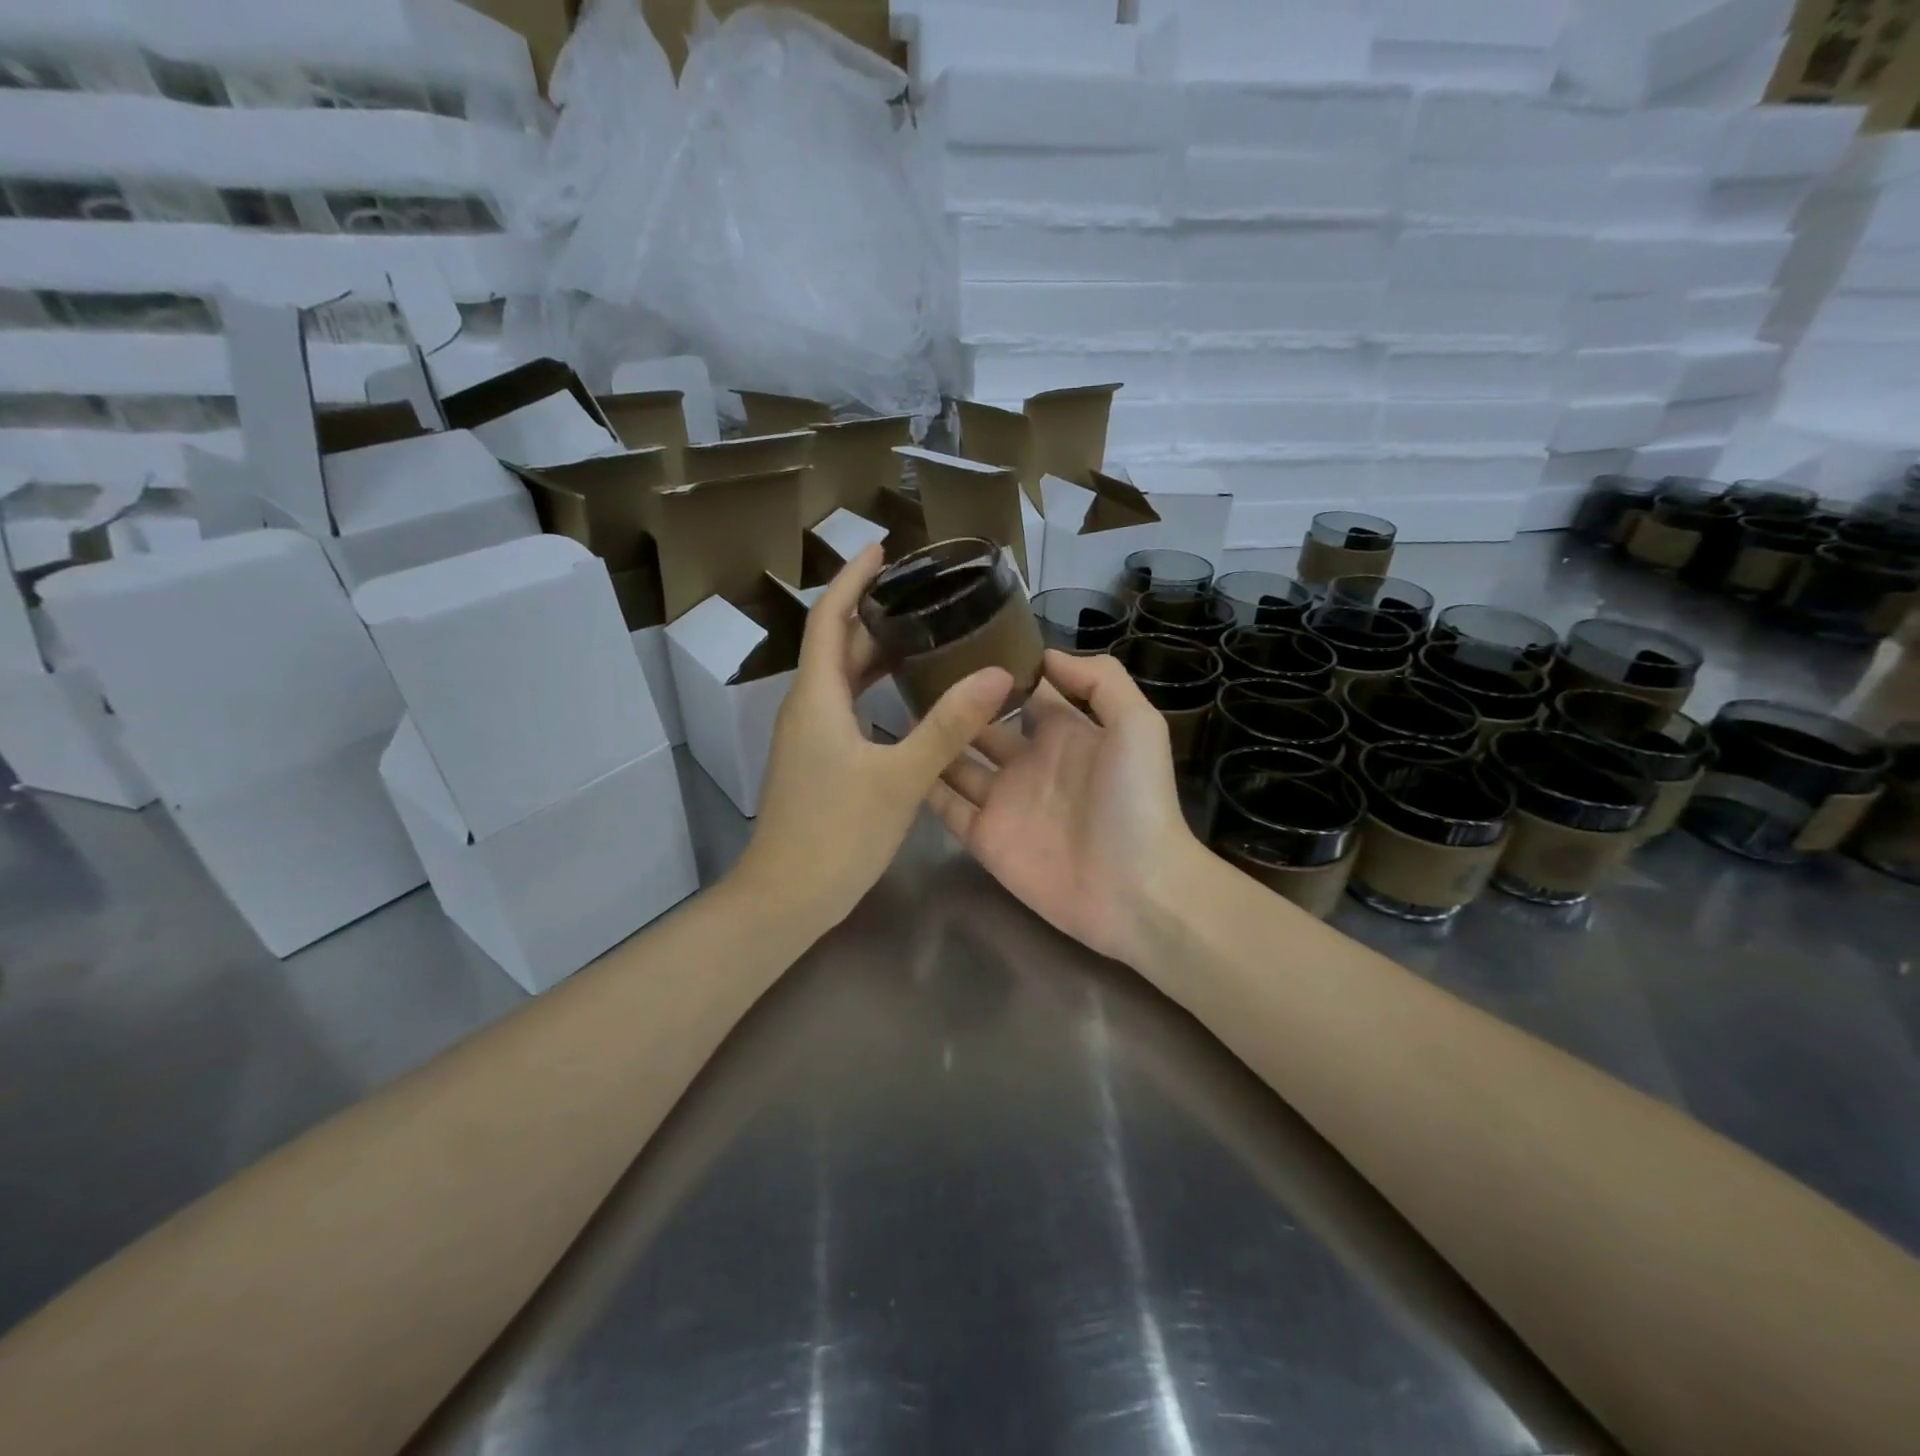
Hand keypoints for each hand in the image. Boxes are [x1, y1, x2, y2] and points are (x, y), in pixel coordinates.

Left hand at [734, 544, 1011, 936]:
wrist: (786, 898)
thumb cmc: (837, 834)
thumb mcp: (900, 778)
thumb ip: (948, 725)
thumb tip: (998, 674)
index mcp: (817, 697)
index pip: (830, 618)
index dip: (852, 578)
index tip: (882, 547)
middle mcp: (807, 708)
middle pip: (838, 645)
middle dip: (874, 613)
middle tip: (923, 592)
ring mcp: (809, 737)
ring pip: (842, 679)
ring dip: (876, 652)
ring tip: (924, 633)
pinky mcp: (818, 762)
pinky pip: (846, 707)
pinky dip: (874, 689)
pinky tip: (908, 697)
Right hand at [928, 649, 1201, 965]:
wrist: (1135, 889)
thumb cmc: (1137, 801)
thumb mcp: (1137, 724)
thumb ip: (1099, 680)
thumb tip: (1044, 654)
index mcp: (1063, 732)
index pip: (1022, 692)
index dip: (996, 670)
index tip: (956, 642)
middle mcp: (1028, 761)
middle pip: (981, 724)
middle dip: (953, 702)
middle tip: (909, 674)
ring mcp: (1003, 801)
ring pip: (956, 763)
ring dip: (932, 740)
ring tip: (892, 709)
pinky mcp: (985, 838)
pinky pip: (947, 808)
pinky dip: (924, 787)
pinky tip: (898, 760)